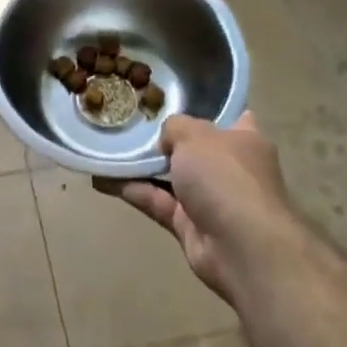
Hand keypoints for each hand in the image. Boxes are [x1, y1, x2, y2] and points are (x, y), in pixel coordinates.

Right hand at [96, 112, 291, 306]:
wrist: (241, 247)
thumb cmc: (226, 177)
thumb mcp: (195, 135)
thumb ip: (175, 127)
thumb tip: (166, 141)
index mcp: (244, 140)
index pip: (231, 118)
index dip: (207, 108)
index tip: (175, 99)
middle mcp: (229, 168)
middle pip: (194, 148)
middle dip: (166, 138)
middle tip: (131, 121)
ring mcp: (210, 199)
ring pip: (170, 176)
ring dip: (142, 166)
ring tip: (109, 146)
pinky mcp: (189, 225)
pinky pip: (156, 201)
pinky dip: (133, 190)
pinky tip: (103, 177)